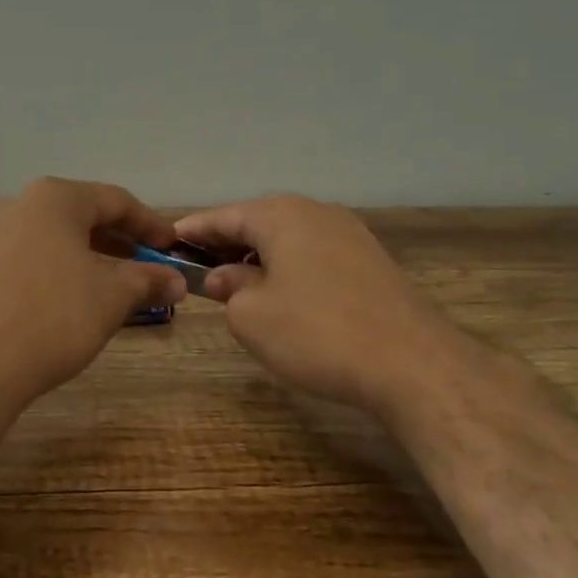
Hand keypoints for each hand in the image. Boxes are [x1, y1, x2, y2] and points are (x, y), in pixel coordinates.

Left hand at [0, 178, 186, 418]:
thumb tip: (175, 279)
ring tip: (105, 291)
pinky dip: (49, 275)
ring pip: (47, 241)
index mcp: (53, 198)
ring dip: (82, 261)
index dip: (150, 225)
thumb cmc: (51, 317)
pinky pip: (20, 263)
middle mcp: (14, 205)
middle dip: (115, 244)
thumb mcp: (111, 297)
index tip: (171, 249)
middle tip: (143, 270)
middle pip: (77, 217)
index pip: (115, 201)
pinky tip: (59, 306)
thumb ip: (147, 280)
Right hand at [175, 196, 454, 417]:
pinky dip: (288, 269)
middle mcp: (317, 213)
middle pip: (258, 223)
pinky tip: (281, 296)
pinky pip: (314, 257)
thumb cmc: (316, 332)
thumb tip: (225, 277)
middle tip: (196, 267)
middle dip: (226, 244)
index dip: (193, 230)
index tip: (166, 241)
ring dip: (258, 259)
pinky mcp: (371, 263)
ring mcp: (350, 236)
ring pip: (289, 240)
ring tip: (234, 285)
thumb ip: (230, 288)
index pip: (224, 216)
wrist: (411, 363)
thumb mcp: (252, 315)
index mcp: (282, 215)